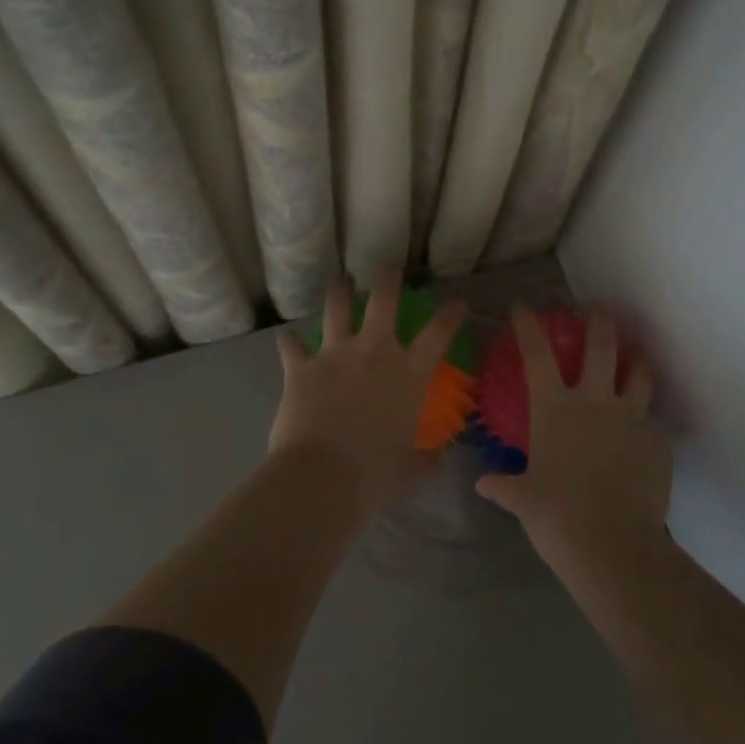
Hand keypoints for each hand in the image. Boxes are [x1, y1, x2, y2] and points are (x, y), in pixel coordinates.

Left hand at [272, 268, 467, 515]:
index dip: (451, 314)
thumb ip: (426, 458)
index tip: (458, 301)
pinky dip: (289, 343)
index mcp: (408, 374)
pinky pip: (292, 347)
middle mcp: (374, 352)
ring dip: (339, 293)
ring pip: (337, 309)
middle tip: (389, 265)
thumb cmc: (375, 475)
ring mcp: (335, 355)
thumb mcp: (410, 469)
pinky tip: (286, 338)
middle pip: (383, 300)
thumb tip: (439, 456)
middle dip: (388, 278)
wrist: (322, 478)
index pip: (438, 333)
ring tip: (340, 283)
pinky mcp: (301, 368)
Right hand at [476, 306, 667, 570]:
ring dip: (636, 358)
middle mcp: (594, 402)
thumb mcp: (523, 500)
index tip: (523, 307)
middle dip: (598, 321)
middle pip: (601, 345)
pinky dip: (644, 425)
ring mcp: (631, 419)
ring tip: (635, 354)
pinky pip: (651, 425)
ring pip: (640, 373)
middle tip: (596, 311)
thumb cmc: (556, 517)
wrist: (612, 546)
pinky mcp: (657, 443)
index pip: (537, 355)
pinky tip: (641, 439)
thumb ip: (505, 486)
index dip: (528, 326)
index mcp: (555, 410)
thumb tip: (484, 484)